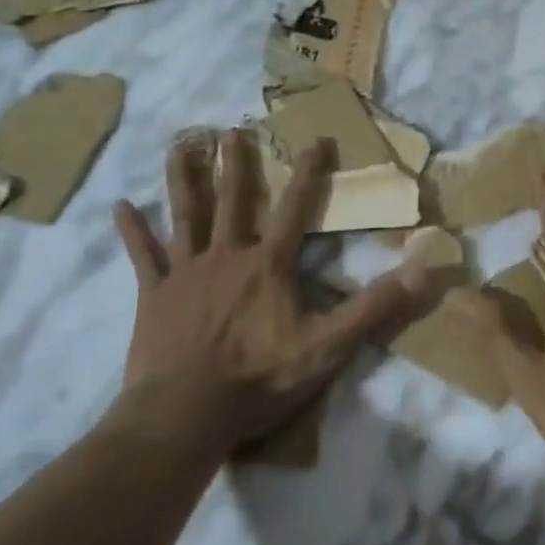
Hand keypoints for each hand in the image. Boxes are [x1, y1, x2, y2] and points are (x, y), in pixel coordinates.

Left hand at [110, 131, 427, 451]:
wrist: (185, 415)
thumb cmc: (259, 379)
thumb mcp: (328, 346)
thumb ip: (374, 307)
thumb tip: (423, 271)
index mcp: (269, 264)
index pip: (295, 208)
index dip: (308, 173)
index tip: (316, 139)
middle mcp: (227, 255)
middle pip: (233, 200)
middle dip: (236, 164)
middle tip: (232, 130)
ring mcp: (186, 272)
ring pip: (185, 215)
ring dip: (185, 179)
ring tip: (181, 145)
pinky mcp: (154, 295)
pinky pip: (142, 255)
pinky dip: (132, 230)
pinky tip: (120, 205)